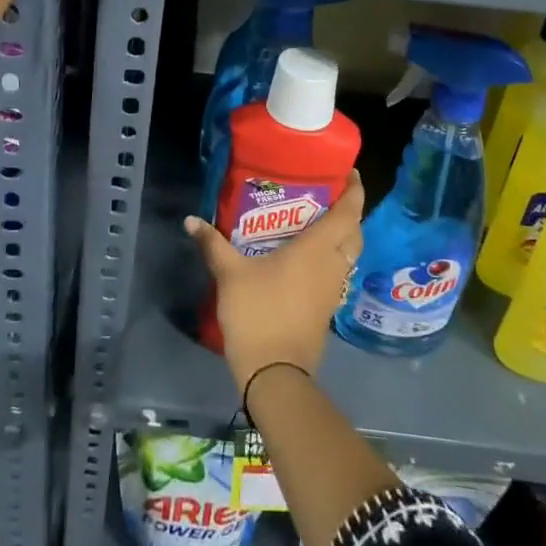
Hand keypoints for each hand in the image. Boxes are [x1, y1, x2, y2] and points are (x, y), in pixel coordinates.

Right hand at [186, 173, 365, 398]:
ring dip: (342, 236)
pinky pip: (338, 272)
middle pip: (354, 232)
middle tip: (328, 195)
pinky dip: (332, 258)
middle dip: (349, 212)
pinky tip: (308, 257)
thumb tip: (191, 220)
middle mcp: (332, 265)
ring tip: (317, 221)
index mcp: (317, 249)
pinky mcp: (327, 308)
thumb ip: (213, 244)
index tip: (349, 172)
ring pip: (348, 254)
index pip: (347, 213)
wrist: (275, 373)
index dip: (354, 190)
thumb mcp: (230, 274)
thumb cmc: (258, 313)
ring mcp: (333, 289)